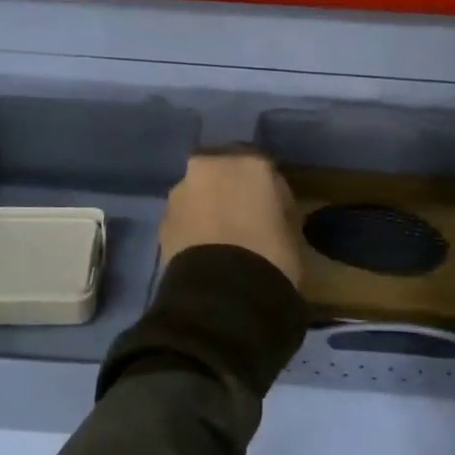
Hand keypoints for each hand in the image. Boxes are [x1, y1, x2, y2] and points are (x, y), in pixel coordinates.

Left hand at [158, 149, 302, 288]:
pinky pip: (183, 215)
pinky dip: (191, 224)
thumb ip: (278, 204)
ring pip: (198, 190)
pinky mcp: (162, 218)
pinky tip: (203, 246)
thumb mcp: (292, 228)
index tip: (269, 202)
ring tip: (218, 234)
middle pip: (221, 168)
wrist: (222, 293)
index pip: (260, 161)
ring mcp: (181, 190)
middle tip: (240, 212)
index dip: (264, 183)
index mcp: (249, 162)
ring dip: (206, 204)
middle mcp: (210, 166)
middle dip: (228, 185)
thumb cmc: (271, 256)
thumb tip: (269, 205)